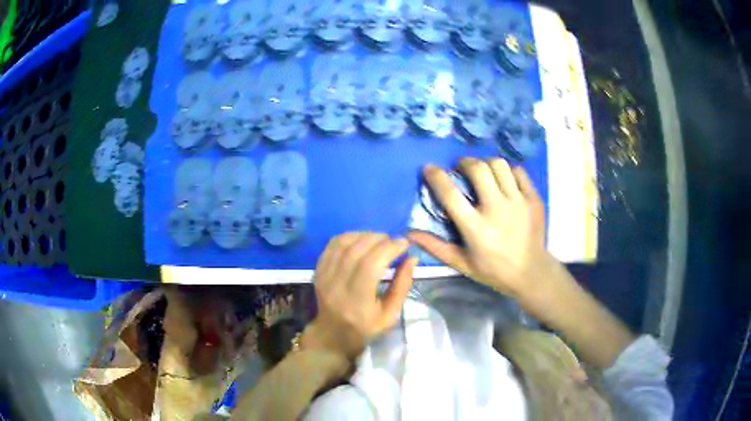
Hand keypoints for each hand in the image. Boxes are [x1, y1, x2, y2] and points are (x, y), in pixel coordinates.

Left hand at [302, 232, 417, 359]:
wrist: (332, 334)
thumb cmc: (366, 327)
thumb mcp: (390, 314)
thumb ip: (402, 286)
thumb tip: (412, 258)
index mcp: (357, 302)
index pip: (370, 266)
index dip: (388, 249)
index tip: (404, 243)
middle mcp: (337, 286)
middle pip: (356, 251)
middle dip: (379, 239)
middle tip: (393, 241)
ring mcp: (324, 276)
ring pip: (343, 244)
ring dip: (364, 235)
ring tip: (379, 239)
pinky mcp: (318, 270)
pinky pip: (332, 245)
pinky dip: (349, 236)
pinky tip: (361, 239)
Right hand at [409, 157, 546, 297]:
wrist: (531, 273)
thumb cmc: (494, 270)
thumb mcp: (462, 263)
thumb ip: (435, 246)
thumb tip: (409, 233)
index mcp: (476, 229)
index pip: (450, 194)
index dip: (436, 176)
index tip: (430, 168)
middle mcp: (497, 210)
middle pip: (478, 169)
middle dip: (464, 162)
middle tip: (460, 167)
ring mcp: (518, 202)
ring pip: (499, 165)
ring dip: (485, 163)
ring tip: (482, 171)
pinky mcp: (533, 198)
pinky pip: (518, 171)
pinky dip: (508, 170)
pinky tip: (503, 179)